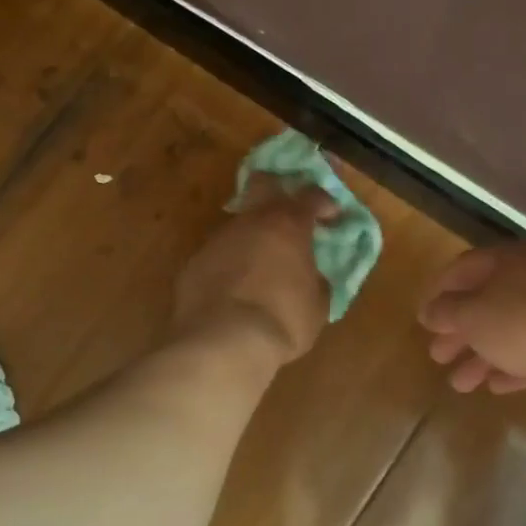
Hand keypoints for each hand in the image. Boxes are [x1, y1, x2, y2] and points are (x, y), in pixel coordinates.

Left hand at [173, 179, 337, 367]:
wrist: (222, 342)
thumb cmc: (282, 321)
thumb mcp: (317, 306)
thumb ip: (317, 282)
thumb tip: (314, 277)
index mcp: (288, 225)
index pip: (311, 195)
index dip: (324, 202)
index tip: (331, 216)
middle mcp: (251, 221)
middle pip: (263, 182)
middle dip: (277, 189)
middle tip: (289, 211)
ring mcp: (218, 239)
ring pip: (239, 223)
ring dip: (253, 236)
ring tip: (261, 264)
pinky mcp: (194, 262)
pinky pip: (219, 254)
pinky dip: (231, 263)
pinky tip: (235, 288)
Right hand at [418, 244, 525, 393]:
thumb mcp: (474, 316)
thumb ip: (447, 312)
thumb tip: (429, 311)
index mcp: (508, 262)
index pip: (464, 268)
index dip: (439, 291)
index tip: (424, 317)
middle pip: (486, 303)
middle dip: (459, 332)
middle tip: (437, 356)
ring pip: (509, 331)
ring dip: (481, 356)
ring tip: (460, 384)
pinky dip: (512, 366)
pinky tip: (495, 386)